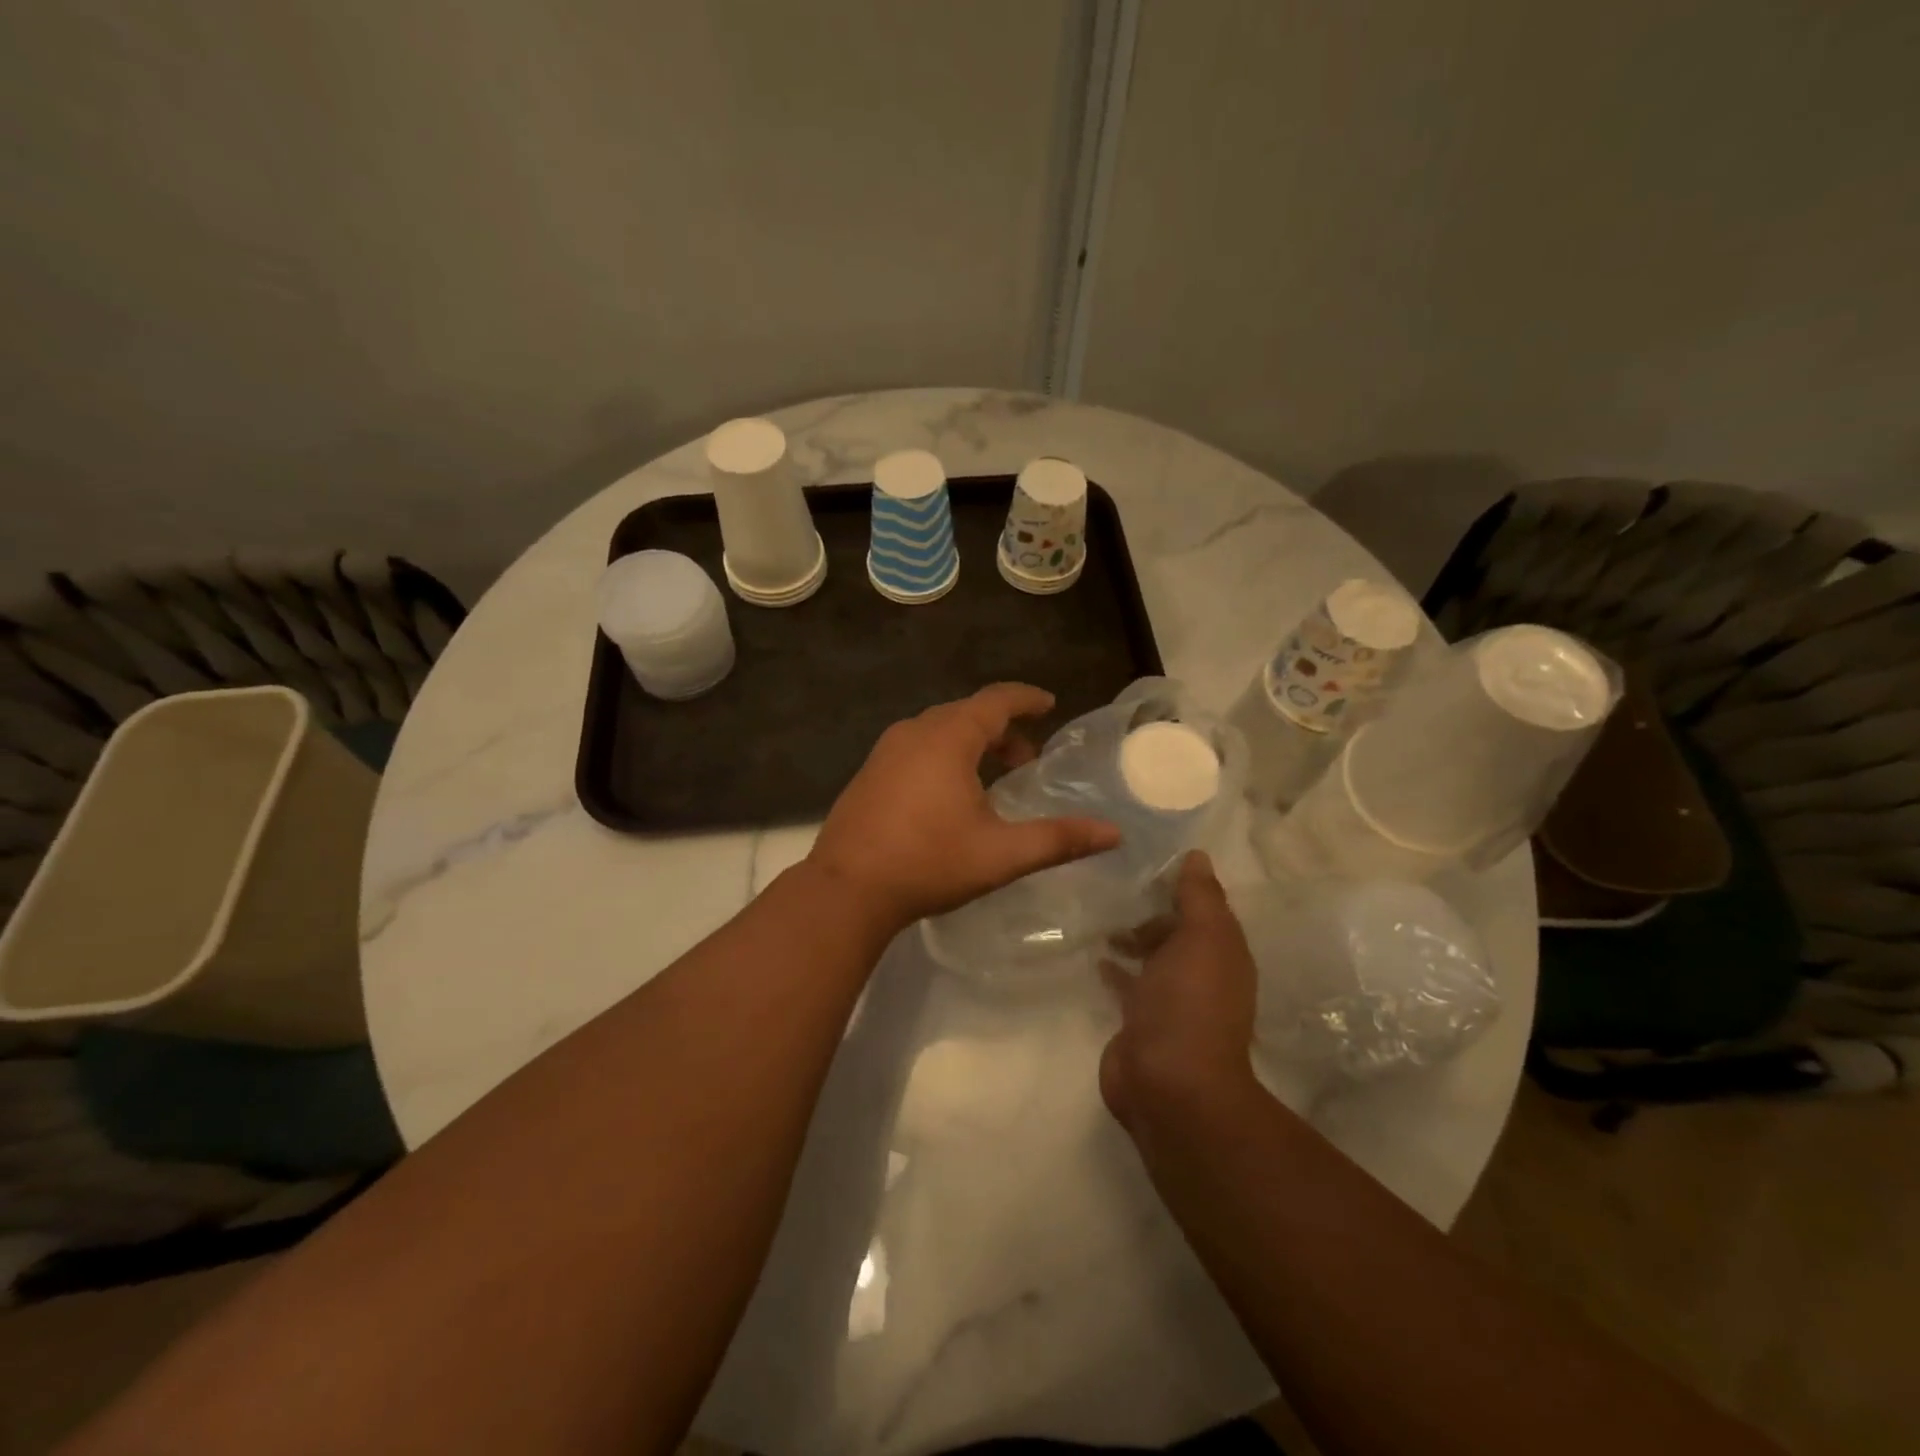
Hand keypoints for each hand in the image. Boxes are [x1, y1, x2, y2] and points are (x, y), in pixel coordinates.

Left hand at [809, 683, 1121, 930]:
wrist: (846, 890)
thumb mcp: (1001, 854)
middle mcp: (915, 732)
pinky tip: (949, 794)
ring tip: (994, 776)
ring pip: (938, 730)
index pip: (996, 700)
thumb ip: (1058, 840)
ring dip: (971, 743)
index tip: (1049, 704)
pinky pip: (916, 747)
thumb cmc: (928, 863)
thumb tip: (1113, 833)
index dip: (1027, 698)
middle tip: (1027, 757)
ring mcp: (885, 751)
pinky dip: (943, 755)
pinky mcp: (869, 773)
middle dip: (1002, 728)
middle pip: (967, 714)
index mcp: (949, 738)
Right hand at [1100, 851, 1259, 1132]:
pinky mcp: (1139, 1021)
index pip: (1204, 908)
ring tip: (1100, 917)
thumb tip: (1198, 856)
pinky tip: (1096, 956)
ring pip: (1152, 957)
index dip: (1180, 885)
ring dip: (1133, 939)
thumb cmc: (1189, 1002)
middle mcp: (1201, 975)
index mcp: (1223, 953)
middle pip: (1176, 932)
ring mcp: (1170, 1001)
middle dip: (1152, 912)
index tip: (1145, 859)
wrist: (1167, 1082)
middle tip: (1113, 888)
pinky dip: (1116, 968)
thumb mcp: (1202, 937)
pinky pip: (1128, 984)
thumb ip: (1200, 896)